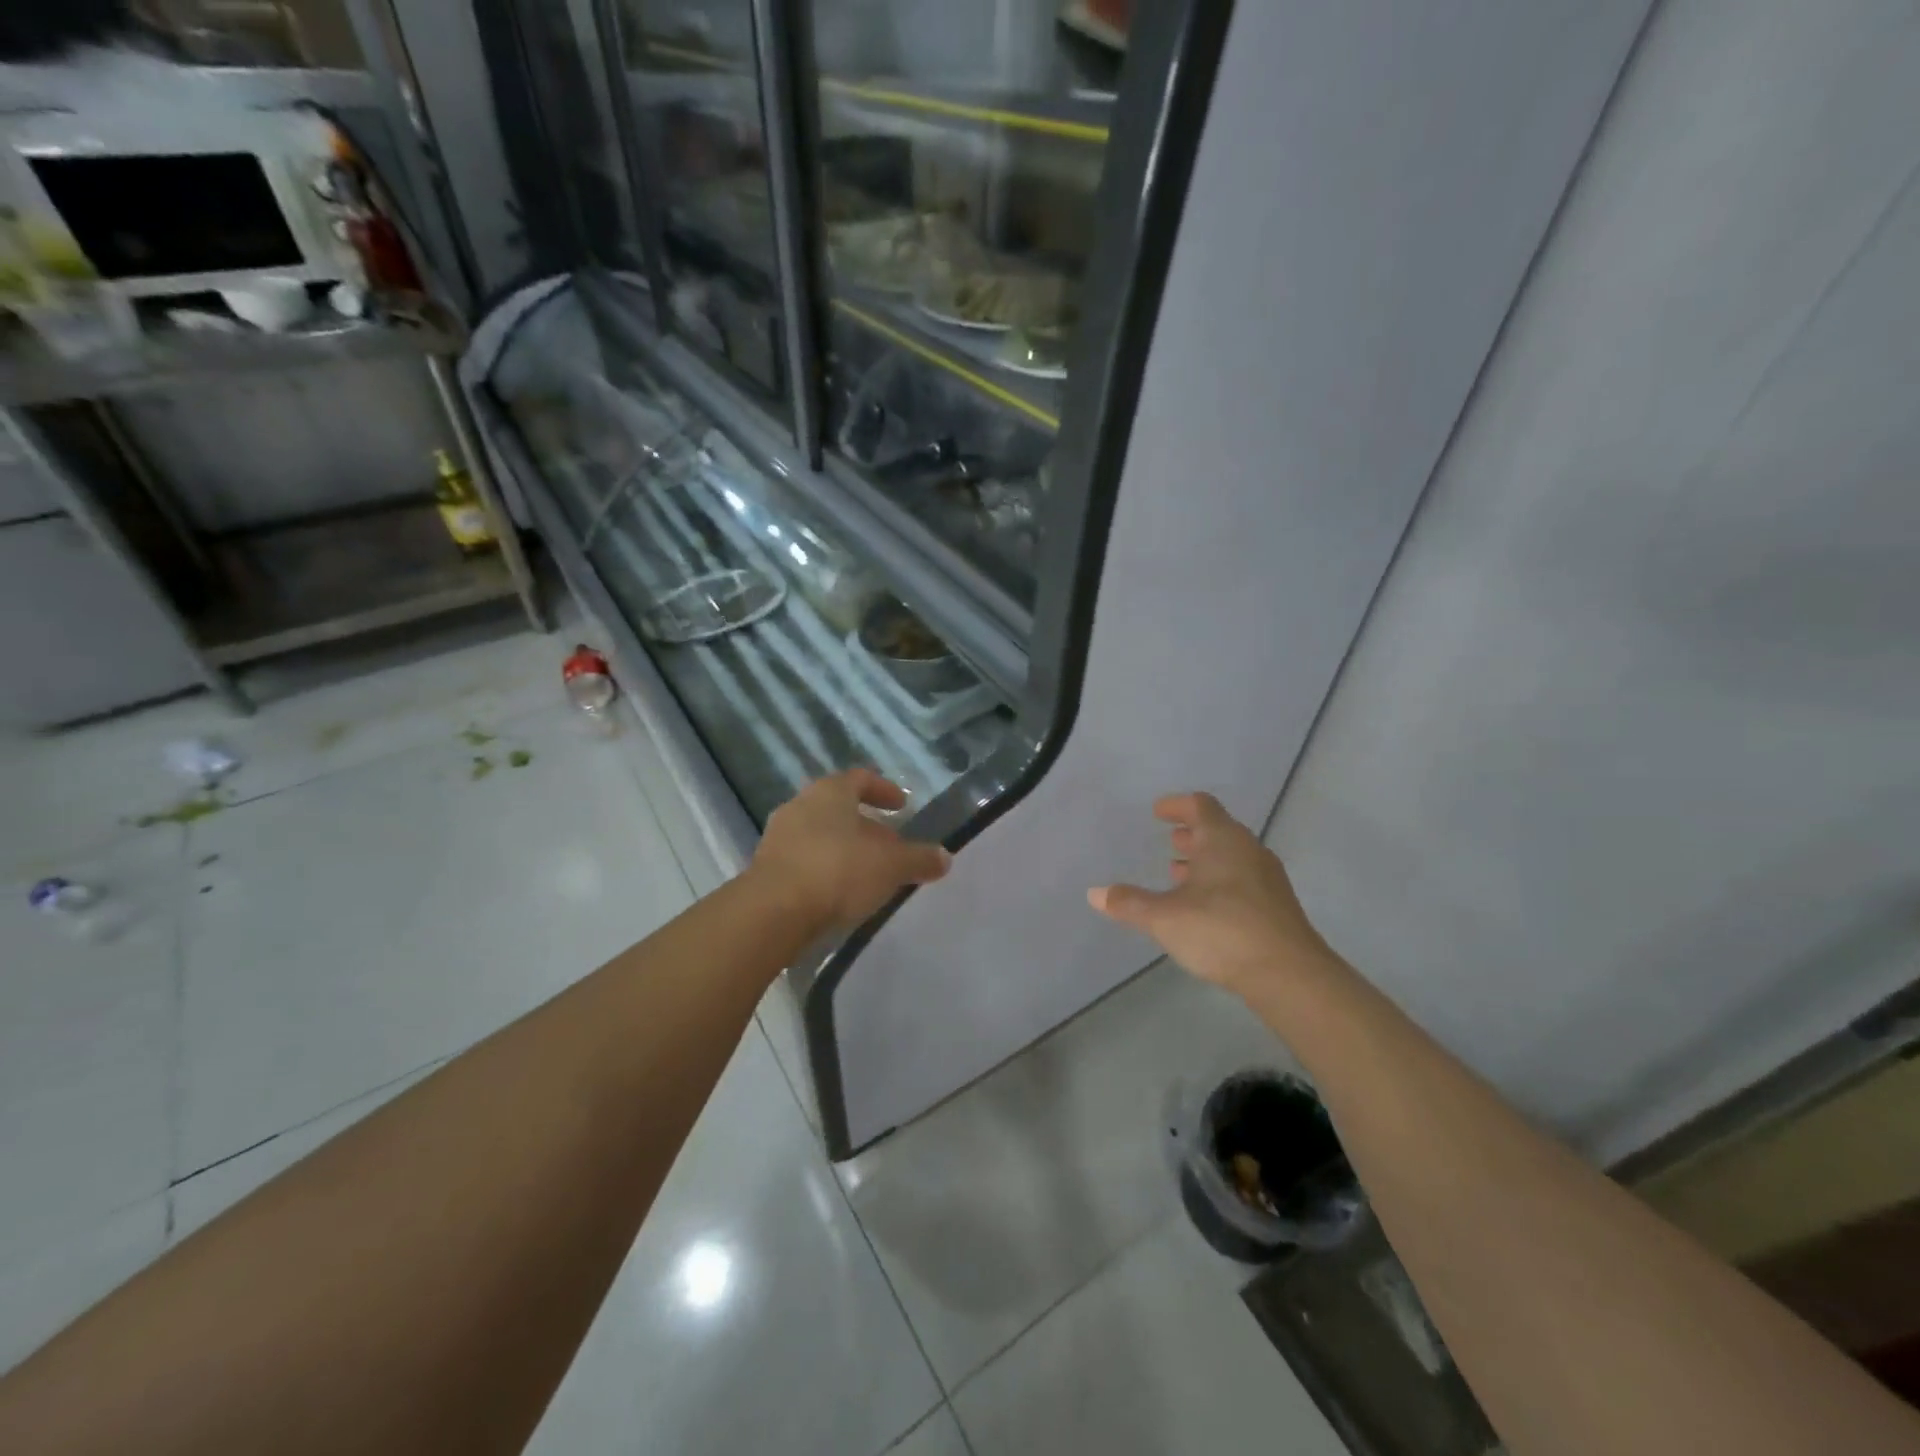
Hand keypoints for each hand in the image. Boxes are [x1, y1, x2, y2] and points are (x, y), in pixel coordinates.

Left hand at [749, 768, 951, 936]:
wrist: (774, 911)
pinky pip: (804, 860)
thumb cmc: (839, 870)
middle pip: (838, 807)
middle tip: (889, 845)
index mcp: (830, 792)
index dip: (884, 790)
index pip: (860, 778)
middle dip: (866, 825)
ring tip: (867, 873)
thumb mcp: (892, 865)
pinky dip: (824, 869)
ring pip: (820, 834)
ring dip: (844, 848)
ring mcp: (778, 836)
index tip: (902, 806)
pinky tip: (839, 892)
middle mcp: (801, 804)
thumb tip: (945, 857)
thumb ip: (920, 859)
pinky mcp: (766, 867)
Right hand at [1088, 792, 1328, 994]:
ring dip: (1207, 861)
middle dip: (1192, 835)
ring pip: (1233, 857)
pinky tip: (1206, 907)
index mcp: (1222, 840)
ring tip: (1181, 875)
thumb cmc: (1222, 931)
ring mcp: (1268, 879)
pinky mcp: (1277, 906)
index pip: (1200, 806)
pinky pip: (1244, 880)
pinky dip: (1221, 882)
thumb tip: (1095, 893)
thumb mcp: (1165, 918)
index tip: (1158, 811)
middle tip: (1171, 843)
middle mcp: (1248, 850)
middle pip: (1219, 830)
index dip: (1177, 805)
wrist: (1290, 975)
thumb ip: (1129, 903)